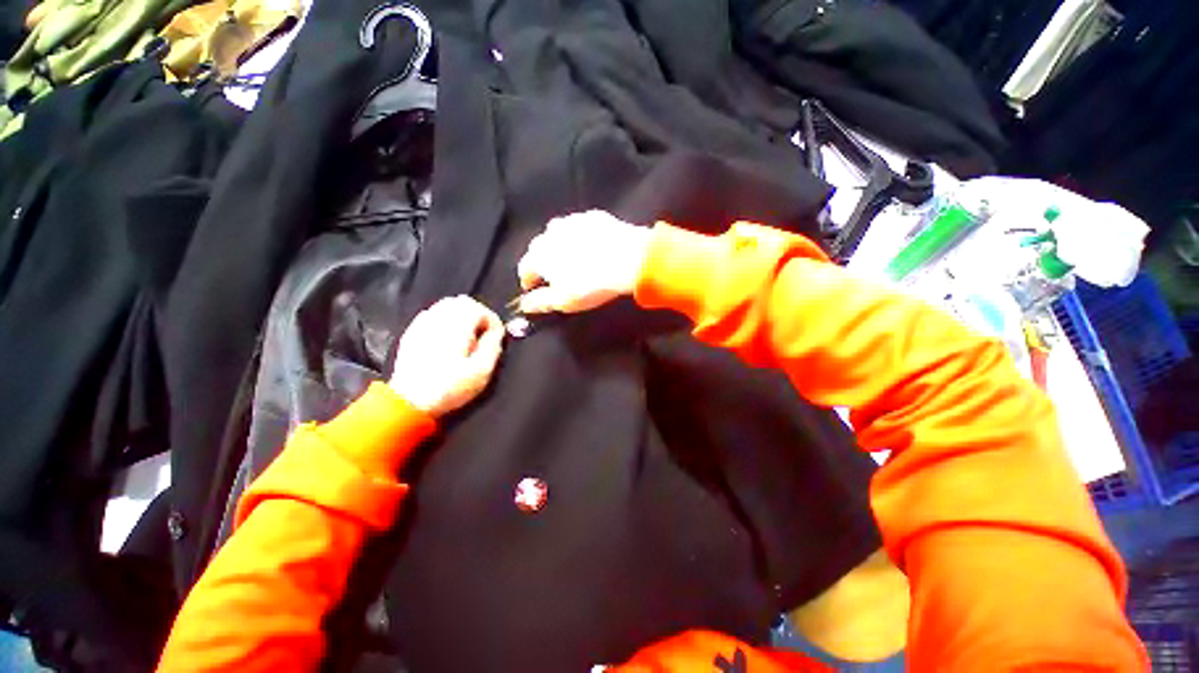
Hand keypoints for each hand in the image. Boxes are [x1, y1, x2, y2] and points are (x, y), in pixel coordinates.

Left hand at [389, 296, 504, 416]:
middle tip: (484, 332)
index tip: (497, 335)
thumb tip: (497, 332)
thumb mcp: (481, 372)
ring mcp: (422, 324)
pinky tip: (448, 336)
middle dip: (478, 313)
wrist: (409, 402)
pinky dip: (446, 319)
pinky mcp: (412, 332)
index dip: (493, 320)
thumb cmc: (449, 388)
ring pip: (446, 304)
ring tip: (468, 334)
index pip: (479, 309)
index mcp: (456, 328)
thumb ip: (493, 347)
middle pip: (462, 301)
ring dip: (462, 314)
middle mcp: (438, 319)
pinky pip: (432, 314)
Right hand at [516, 210, 650, 313]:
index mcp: (539, 255)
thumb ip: (540, 302)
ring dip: (561, 246)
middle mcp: (551, 233)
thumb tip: (526, 305)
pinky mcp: (594, 217)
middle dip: (543, 262)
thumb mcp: (564, 301)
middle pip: (540, 248)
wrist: (630, 259)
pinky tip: (592, 248)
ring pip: (559, 234)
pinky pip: (581, 228)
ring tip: (573, 260)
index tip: (532, 288)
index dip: (528, 280)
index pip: (525, 268)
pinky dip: (582, 237)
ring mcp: (573, 221)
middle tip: (555, 276)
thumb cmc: (592, 284)